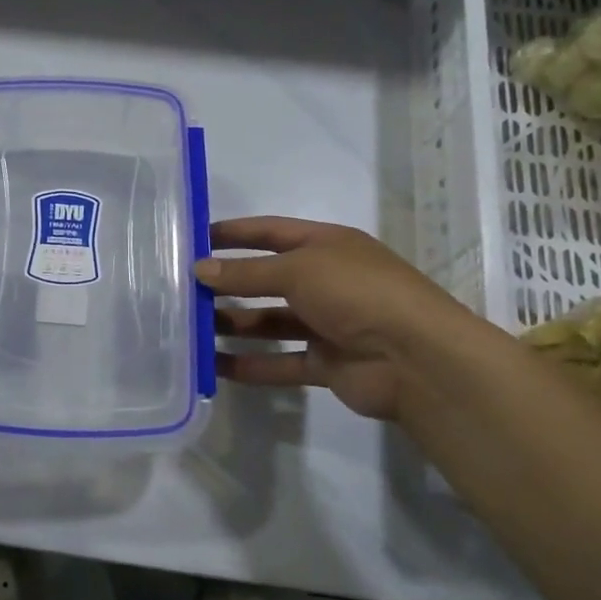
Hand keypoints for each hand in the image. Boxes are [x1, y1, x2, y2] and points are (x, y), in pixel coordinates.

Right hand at [199, 216, 479, 421]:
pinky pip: (281, 362)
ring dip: (235, 325)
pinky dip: (252, 365)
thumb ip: (246, 272)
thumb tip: (199, 269)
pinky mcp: (327, 363)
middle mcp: (327, 281)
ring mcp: (328, 324)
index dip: (234, 233)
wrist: (416, 359)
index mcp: (327, 246)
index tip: (195, 238)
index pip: (272, 232)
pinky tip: (216, 367)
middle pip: (267, 279)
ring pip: (271, 322)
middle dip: (229, 284)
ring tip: (192, 329)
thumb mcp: (297, 270)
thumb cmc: (357, 293)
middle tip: (184, 291)